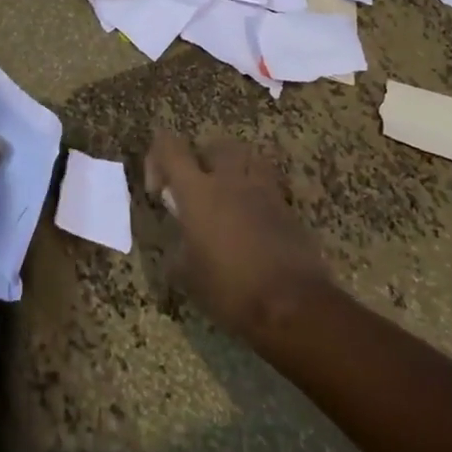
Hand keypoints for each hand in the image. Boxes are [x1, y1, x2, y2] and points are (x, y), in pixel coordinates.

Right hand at [144, 129, 332, 343]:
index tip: (159, 190)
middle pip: (213, 146)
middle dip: (201, 161)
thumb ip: (179, 249)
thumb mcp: (189, 277)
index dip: (158, 157)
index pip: (170, 148)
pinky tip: (253, 221)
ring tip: (228, 196)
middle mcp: (229, 179)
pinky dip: (257, 194)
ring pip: (246, 157)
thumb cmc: (231, 290)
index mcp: (197, 191)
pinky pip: (268, 185)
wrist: (293, 305)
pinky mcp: (287, 207)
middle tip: (196, 190)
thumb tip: (179, 244)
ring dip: (233, 169)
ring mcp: (262, 189)